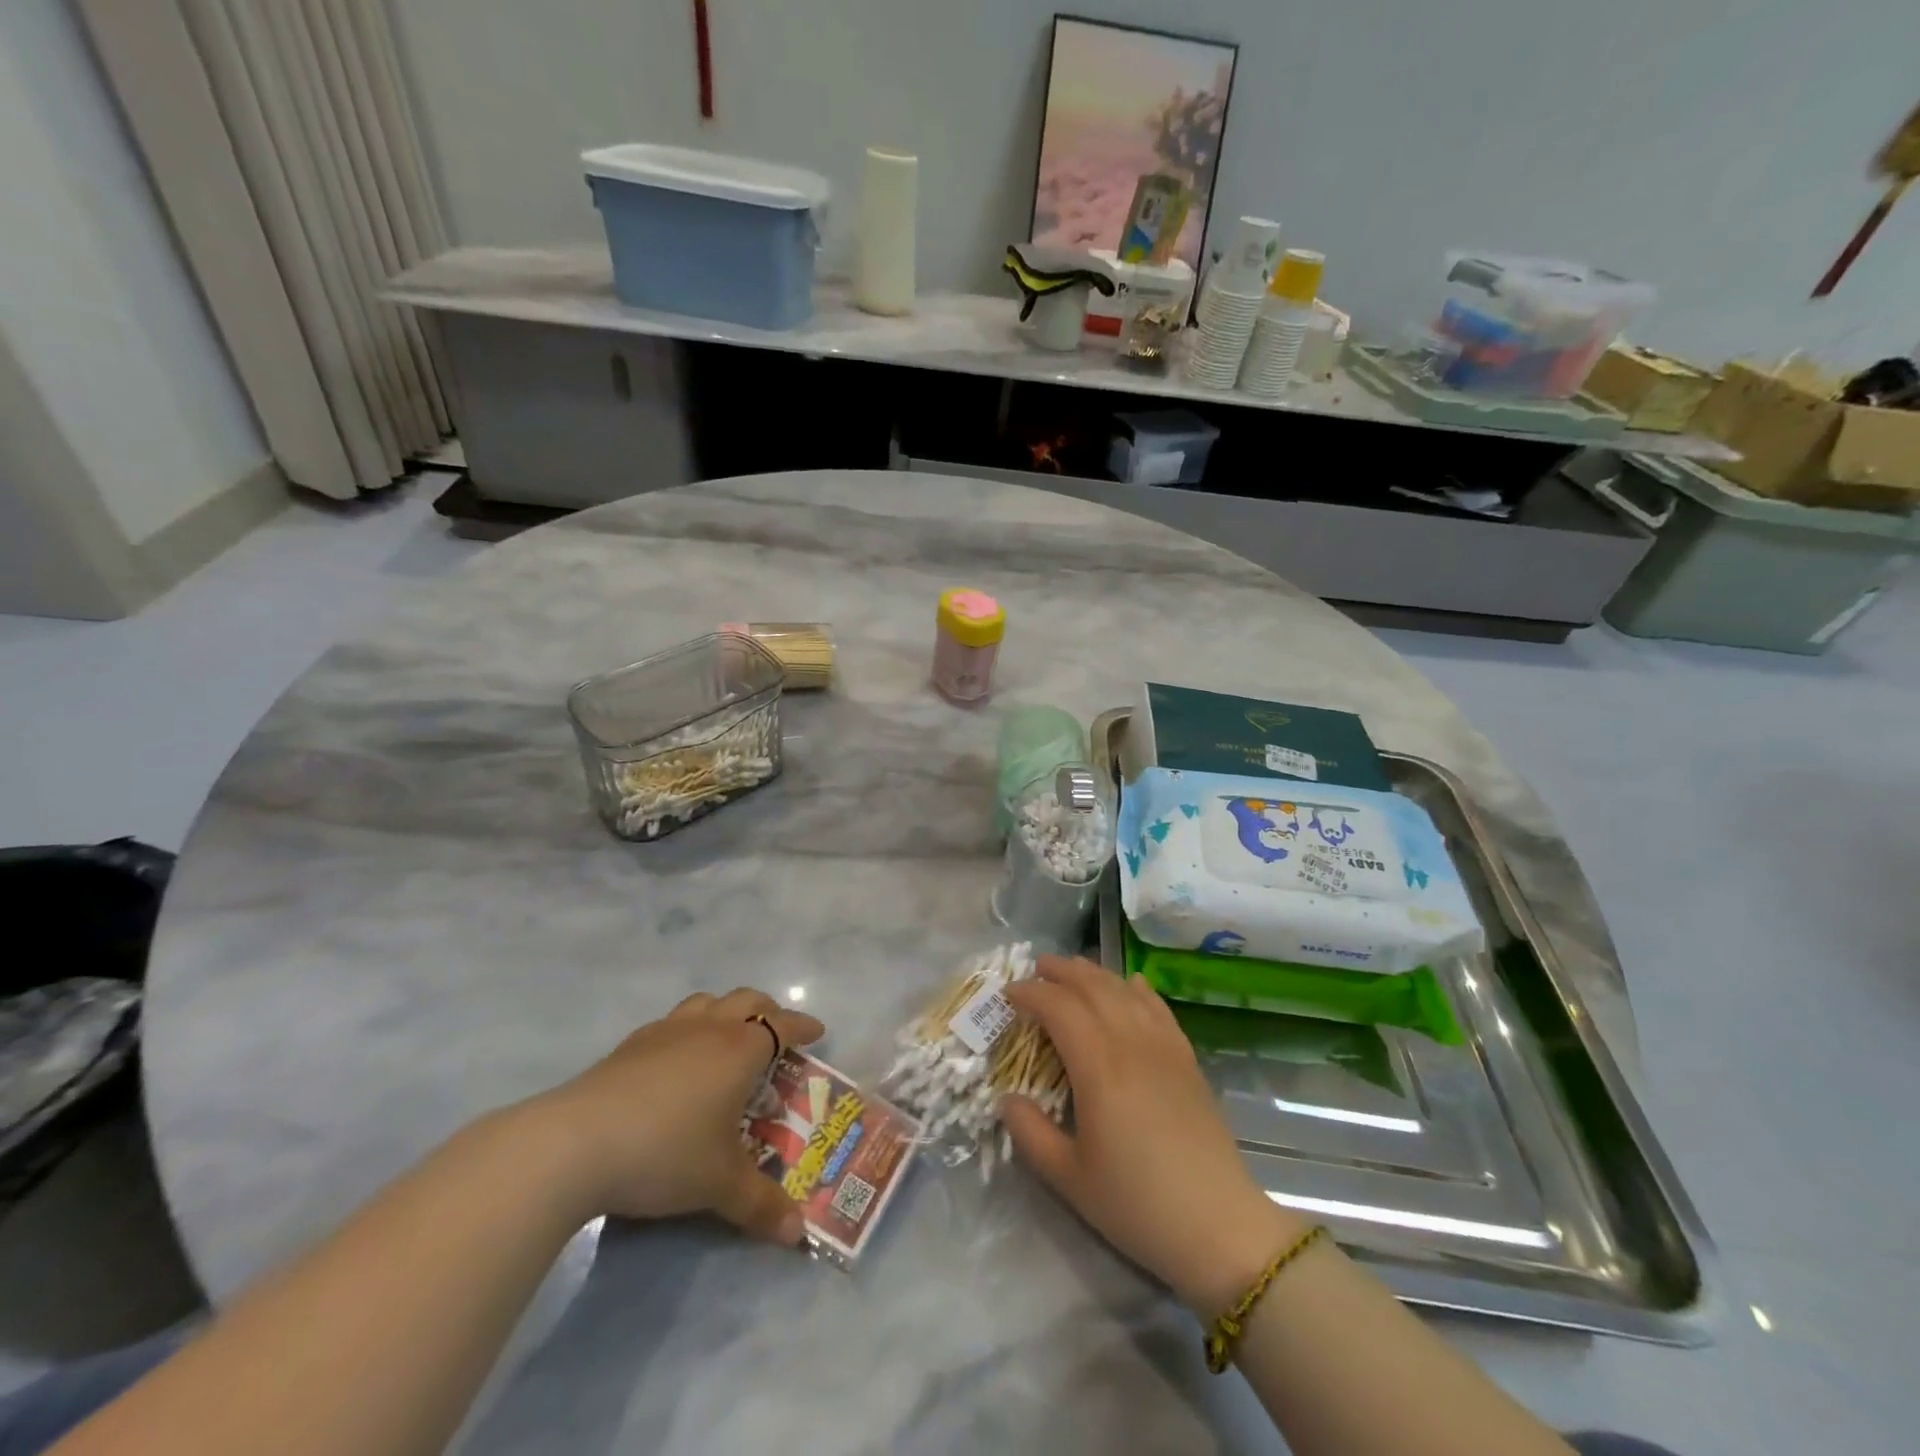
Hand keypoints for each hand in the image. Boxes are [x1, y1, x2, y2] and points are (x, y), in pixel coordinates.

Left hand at [532, 988, 824, 1245]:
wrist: (575, 1144)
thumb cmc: (665, 1153)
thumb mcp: (719, 1185)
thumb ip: (762, 1205)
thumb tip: (798, 1234)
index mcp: (739, 1050)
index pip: (782, 1025)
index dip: (803, 1027)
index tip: (817, 1032)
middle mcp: (707, 1028)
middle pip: (747, 1000)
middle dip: (769, 1011)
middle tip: (777, 1035)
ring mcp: (666, 1031)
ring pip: (707, 1002)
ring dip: (725, 1011)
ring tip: (727, 1038)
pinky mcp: (630, 1045)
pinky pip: (672, 1022)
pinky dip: (688, 1029)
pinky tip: (676, 1061)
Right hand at [1000, 956, 1310, 1314]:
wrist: (1218, 1225)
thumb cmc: (1137, 1204)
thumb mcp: (1069, 1179)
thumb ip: (1031, 1134)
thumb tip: (1007, 1099)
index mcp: (1098, 1067)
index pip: (1059, 1008)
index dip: (1032, 994)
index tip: (1009, 993)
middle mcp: (1131, 1043)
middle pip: (1093, 987)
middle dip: (1062, 972)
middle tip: (1037, 967)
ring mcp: (1164, 1047)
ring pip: (1125, 991)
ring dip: (1096, 974)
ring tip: (1074, 968)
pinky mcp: (1187, 1058)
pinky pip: (1158, 1007)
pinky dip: (1138, 988)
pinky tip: (1131, 984)